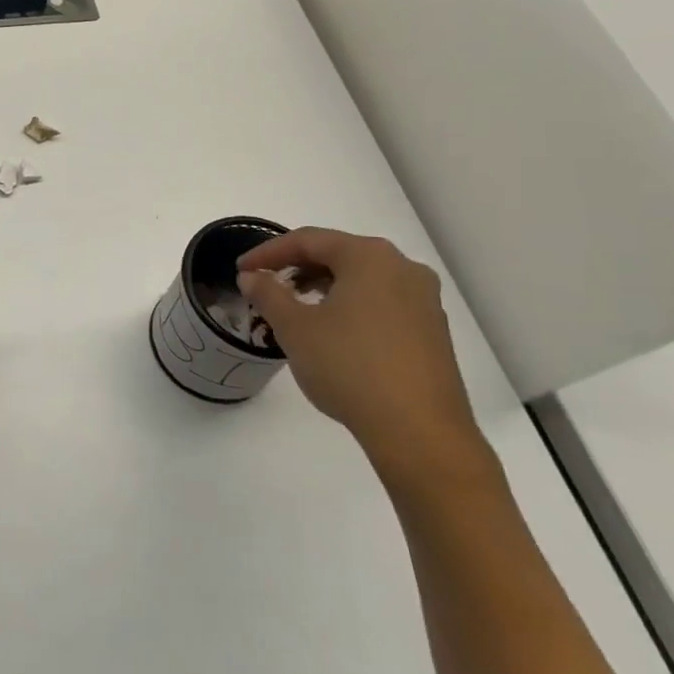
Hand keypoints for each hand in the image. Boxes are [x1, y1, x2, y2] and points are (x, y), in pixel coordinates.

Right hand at [237, 227, 485, 477]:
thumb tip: (252, 277)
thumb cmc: (350, 367)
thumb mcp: (294, 328)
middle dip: (297, 266)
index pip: (308, 240)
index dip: (268, 251)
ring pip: (362, 279)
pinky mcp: (432, 332)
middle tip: (265, 284)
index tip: (241, 270)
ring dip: (323, 286)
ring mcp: (424, 301)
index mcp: (369, 257)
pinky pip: (381, 302)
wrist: (419, 433)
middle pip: (338, 254)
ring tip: (294, 307)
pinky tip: (331, 330)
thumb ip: (268, 294)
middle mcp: (403, 269)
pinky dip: (349, 305)